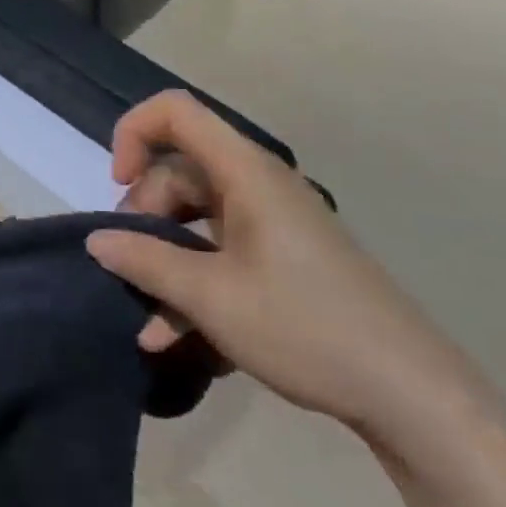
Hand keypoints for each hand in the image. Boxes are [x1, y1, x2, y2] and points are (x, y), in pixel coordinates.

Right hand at [93, 92, 474, 440]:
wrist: (410, 395)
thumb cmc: (306, 328)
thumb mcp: (211, 297)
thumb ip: (145, 261)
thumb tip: (95, 239)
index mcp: (245, 173)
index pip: (175, 111)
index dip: (133, 134)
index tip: (118, 186)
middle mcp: (256, 186)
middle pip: (178, 172)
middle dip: (143, 216)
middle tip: (128, 267)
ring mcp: (270, 223)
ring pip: (194, 219)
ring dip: (162, 260)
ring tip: (144, 317)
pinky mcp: (280, 258)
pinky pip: (218, 251)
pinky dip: (191, 281)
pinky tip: (171, 336)